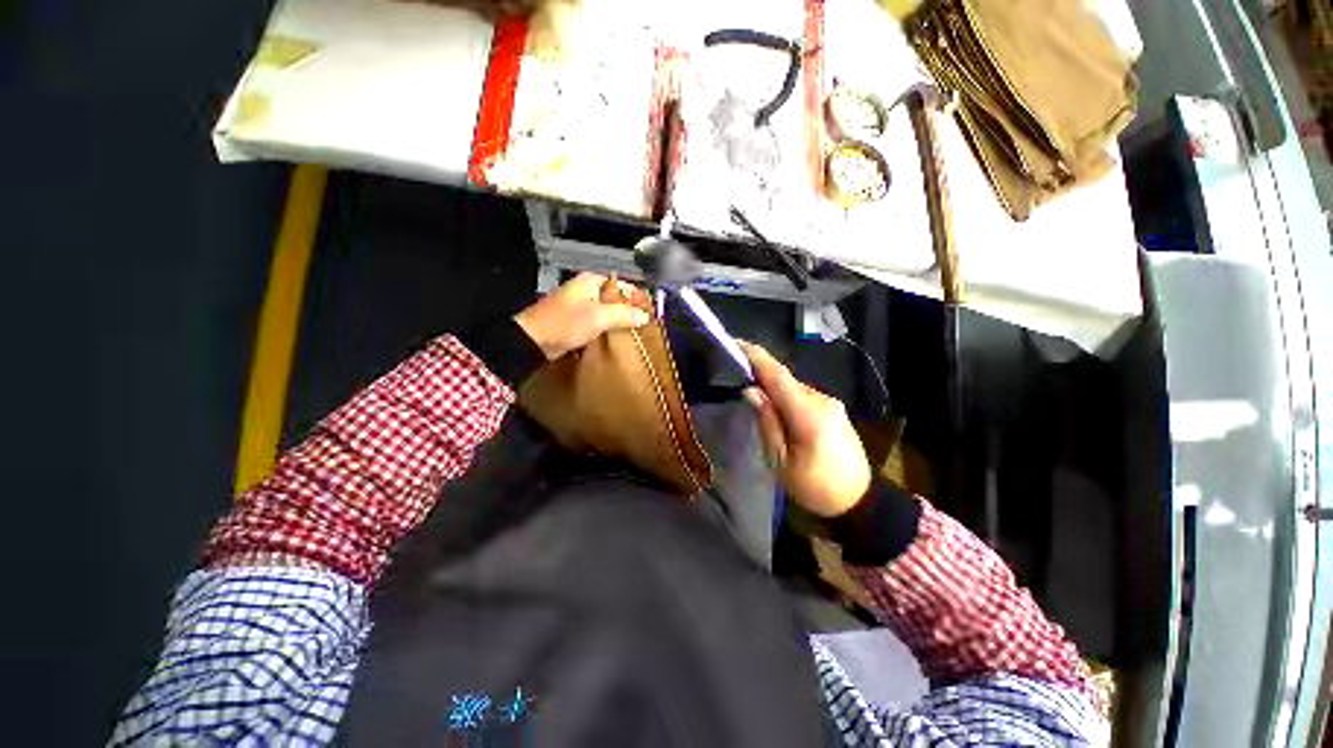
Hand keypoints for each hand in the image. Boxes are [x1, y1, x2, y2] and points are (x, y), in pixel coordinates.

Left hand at [514, 272, 651, 359]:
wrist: (532, 341)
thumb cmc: (566, 323)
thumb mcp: (598, 317)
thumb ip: (623, 314)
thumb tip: (644, 316)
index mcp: (591, 281)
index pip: (622, 284)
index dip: (637, 297)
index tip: (651, 312)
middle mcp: (586, 289)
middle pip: (615, 298)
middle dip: (629, 310)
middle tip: (645, 324)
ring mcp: (579, 305)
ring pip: (606, 310)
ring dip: (618, 320)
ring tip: (635, 332)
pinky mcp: (575, 320)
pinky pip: (598, 321)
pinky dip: (607, 327)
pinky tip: (616, 338)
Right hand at [740, 342, 871, 517]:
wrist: (860, 502)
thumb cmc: (816, 487)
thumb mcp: (782, 462)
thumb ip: (767, 422)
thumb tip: (751, 391)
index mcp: (808, 415)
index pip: (778, 375)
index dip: (756, 357)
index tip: (736, 343)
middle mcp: (823, 401)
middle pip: (785, 380)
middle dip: (762, 377)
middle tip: (739, 382)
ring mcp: (832, 404)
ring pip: (794, 388)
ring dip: (775, 390)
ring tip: (759, 404)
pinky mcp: (835, 410)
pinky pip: (804, 396)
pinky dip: (788, 398)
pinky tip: (781, 413)